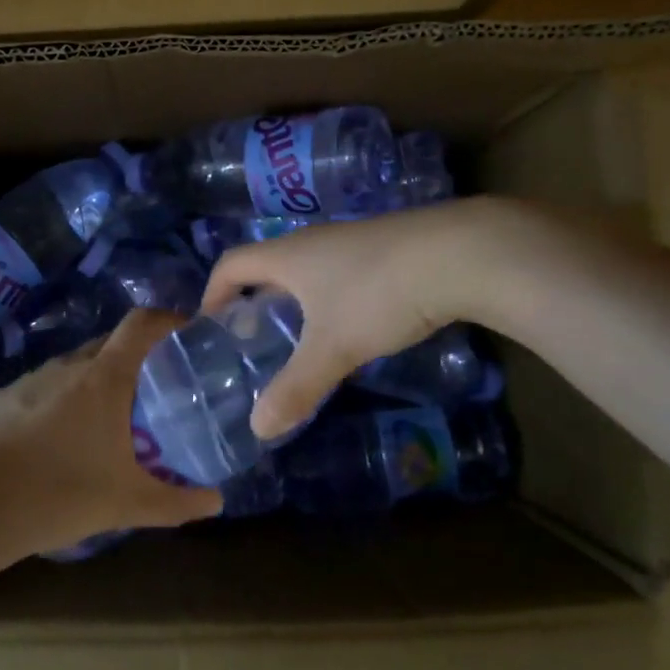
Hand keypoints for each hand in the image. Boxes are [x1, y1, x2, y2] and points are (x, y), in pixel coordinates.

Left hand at [0, 309, 223, 555]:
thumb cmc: (58, 495)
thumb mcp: (126, 504)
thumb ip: (176, 502)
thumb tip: (216, 501)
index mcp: (103, 378)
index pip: (141, 324)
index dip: (167, 320)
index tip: (186, 333)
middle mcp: (66, 366)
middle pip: (108, 344)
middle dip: (134, 358)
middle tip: (151, 390)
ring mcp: (27, 381)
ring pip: (71, 368)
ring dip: (92, 383)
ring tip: (101, 421)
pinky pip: (38, 391)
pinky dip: (55, 404)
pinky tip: (50, 443)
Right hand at [200, 199, 501, 439]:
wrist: (457, 255)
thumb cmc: (378, 294)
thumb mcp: (333, 347)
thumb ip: (295, 388)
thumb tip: (259, 428)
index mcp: (287, 255)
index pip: (230, 263)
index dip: (212, 293)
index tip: (211, 329)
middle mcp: (313, 241)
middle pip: (267, 267)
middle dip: (254, 304)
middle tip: (253, 347)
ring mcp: (351, 242)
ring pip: (307, 273)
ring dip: (294, 305)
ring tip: (299, 345)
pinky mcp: (384, 250)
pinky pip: (339, 275)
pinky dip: (330, 302)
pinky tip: (352, 331)